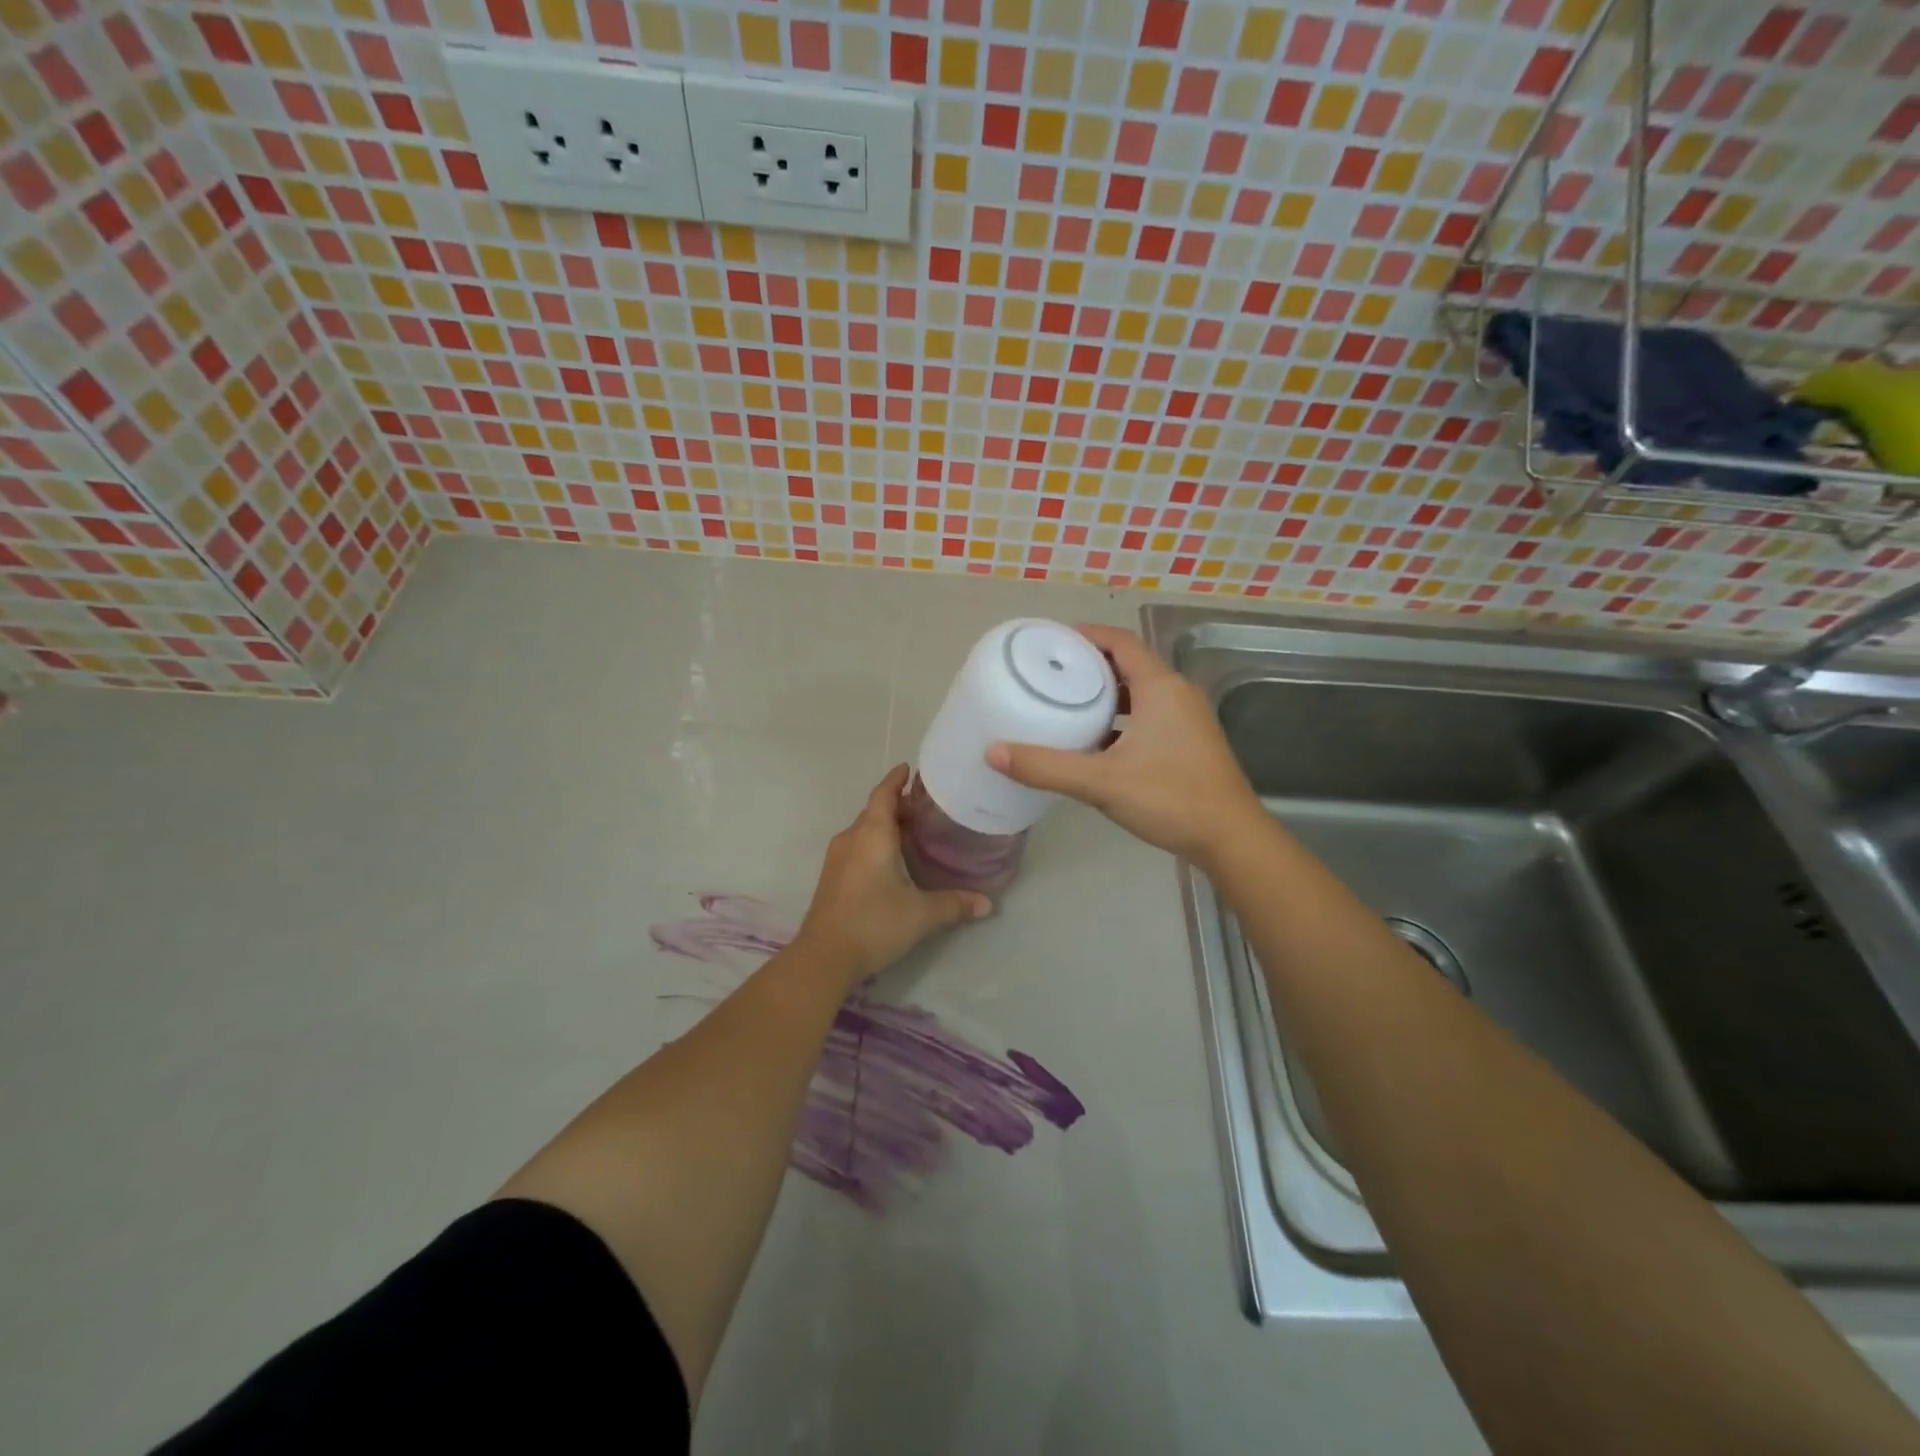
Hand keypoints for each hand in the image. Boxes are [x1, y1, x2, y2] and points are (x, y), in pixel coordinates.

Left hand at [797, 764, 991, 981]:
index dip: (897, 780)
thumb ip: (955, 904)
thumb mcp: (921, 914)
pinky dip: (875, 843)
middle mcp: (851, 838)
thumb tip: (988, 904)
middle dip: (898, 805)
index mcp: (872, 834)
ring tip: (914, 831)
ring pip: (864, 830)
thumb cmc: (874, 923)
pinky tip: (892, 860)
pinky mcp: (832, 877)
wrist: (824, 957)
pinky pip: (857, 847)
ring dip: (886, 825)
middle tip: (926, 806)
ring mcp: (837, 858)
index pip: (884, 794)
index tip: (910, 768)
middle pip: (874, 811)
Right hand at [986, 624, 1261, 865]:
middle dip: (1091, 665)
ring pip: (1141, 692)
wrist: (1230, 838)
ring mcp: (1188, 719)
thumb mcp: (1101, 782)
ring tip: (1068, 703)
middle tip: (1051, 674)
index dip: (1086, 635)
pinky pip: (1150, 716)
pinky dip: (1122, 718)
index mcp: (1161, 687)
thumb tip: (993, 752)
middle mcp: (1177, 694)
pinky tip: (1097, 742)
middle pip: (1129, 664)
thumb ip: (1046, 766)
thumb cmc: (1170, 798)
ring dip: (1107, 694)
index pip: (1120, 642)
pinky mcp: (1190, 742)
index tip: (1051, 641)